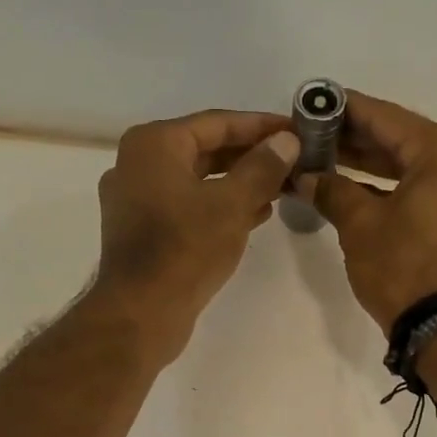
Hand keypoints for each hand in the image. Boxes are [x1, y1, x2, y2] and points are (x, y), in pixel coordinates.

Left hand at [94, 110, 299, 362]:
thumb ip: (262, 167)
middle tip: (295, 159)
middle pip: (206, 149)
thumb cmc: (185, 250)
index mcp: (154, 144)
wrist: (141, 313)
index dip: (261, 125)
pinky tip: (257, 214)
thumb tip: (287, 141)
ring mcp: (137, 199)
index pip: (217, 122)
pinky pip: (189, 205)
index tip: (298, 129)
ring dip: (240, 182)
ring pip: (199, 179)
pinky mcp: (144, 230)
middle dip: (252, 155)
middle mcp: (138, 164)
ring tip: (283, 187)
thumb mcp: (232, 204)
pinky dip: (220, 206)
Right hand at [295, 91, 436, 331]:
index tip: (315, 101)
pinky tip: (357, 186)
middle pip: (403, 139)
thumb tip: (307, 176)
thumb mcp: (359, 225)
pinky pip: (429, 187)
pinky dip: (396, 187)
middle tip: (314, 134)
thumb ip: (332, 189)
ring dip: (373, 165)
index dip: (345, 110)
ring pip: (415, 165)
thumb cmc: (403, 268)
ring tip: (328, 158)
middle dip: (356, 140)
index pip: (386, 118)